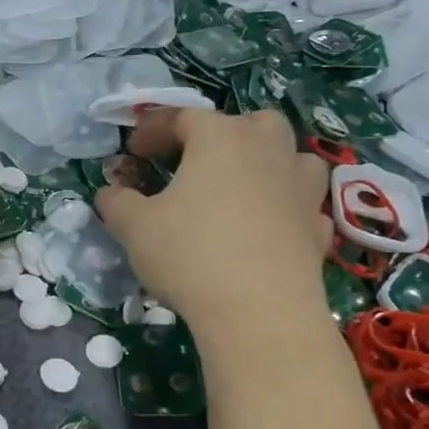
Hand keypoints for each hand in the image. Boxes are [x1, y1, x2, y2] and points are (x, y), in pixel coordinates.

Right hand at [94, 108, 330, 327]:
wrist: (259, 311)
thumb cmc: (189, 254)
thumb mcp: (134, 226)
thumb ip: (117, 202)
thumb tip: (110, 193)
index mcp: (221, 139)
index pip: (184, 117)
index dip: (154, 129)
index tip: (132, 150)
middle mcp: (268, 151)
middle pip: (250, 122)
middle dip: (221, 133)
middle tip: (194, 160)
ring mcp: (301, 188)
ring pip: (289, 156)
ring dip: (264, 162)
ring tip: (238, 187)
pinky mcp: (318, 227)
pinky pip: (301, 202)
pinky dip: (283, 206)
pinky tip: (265, 227)